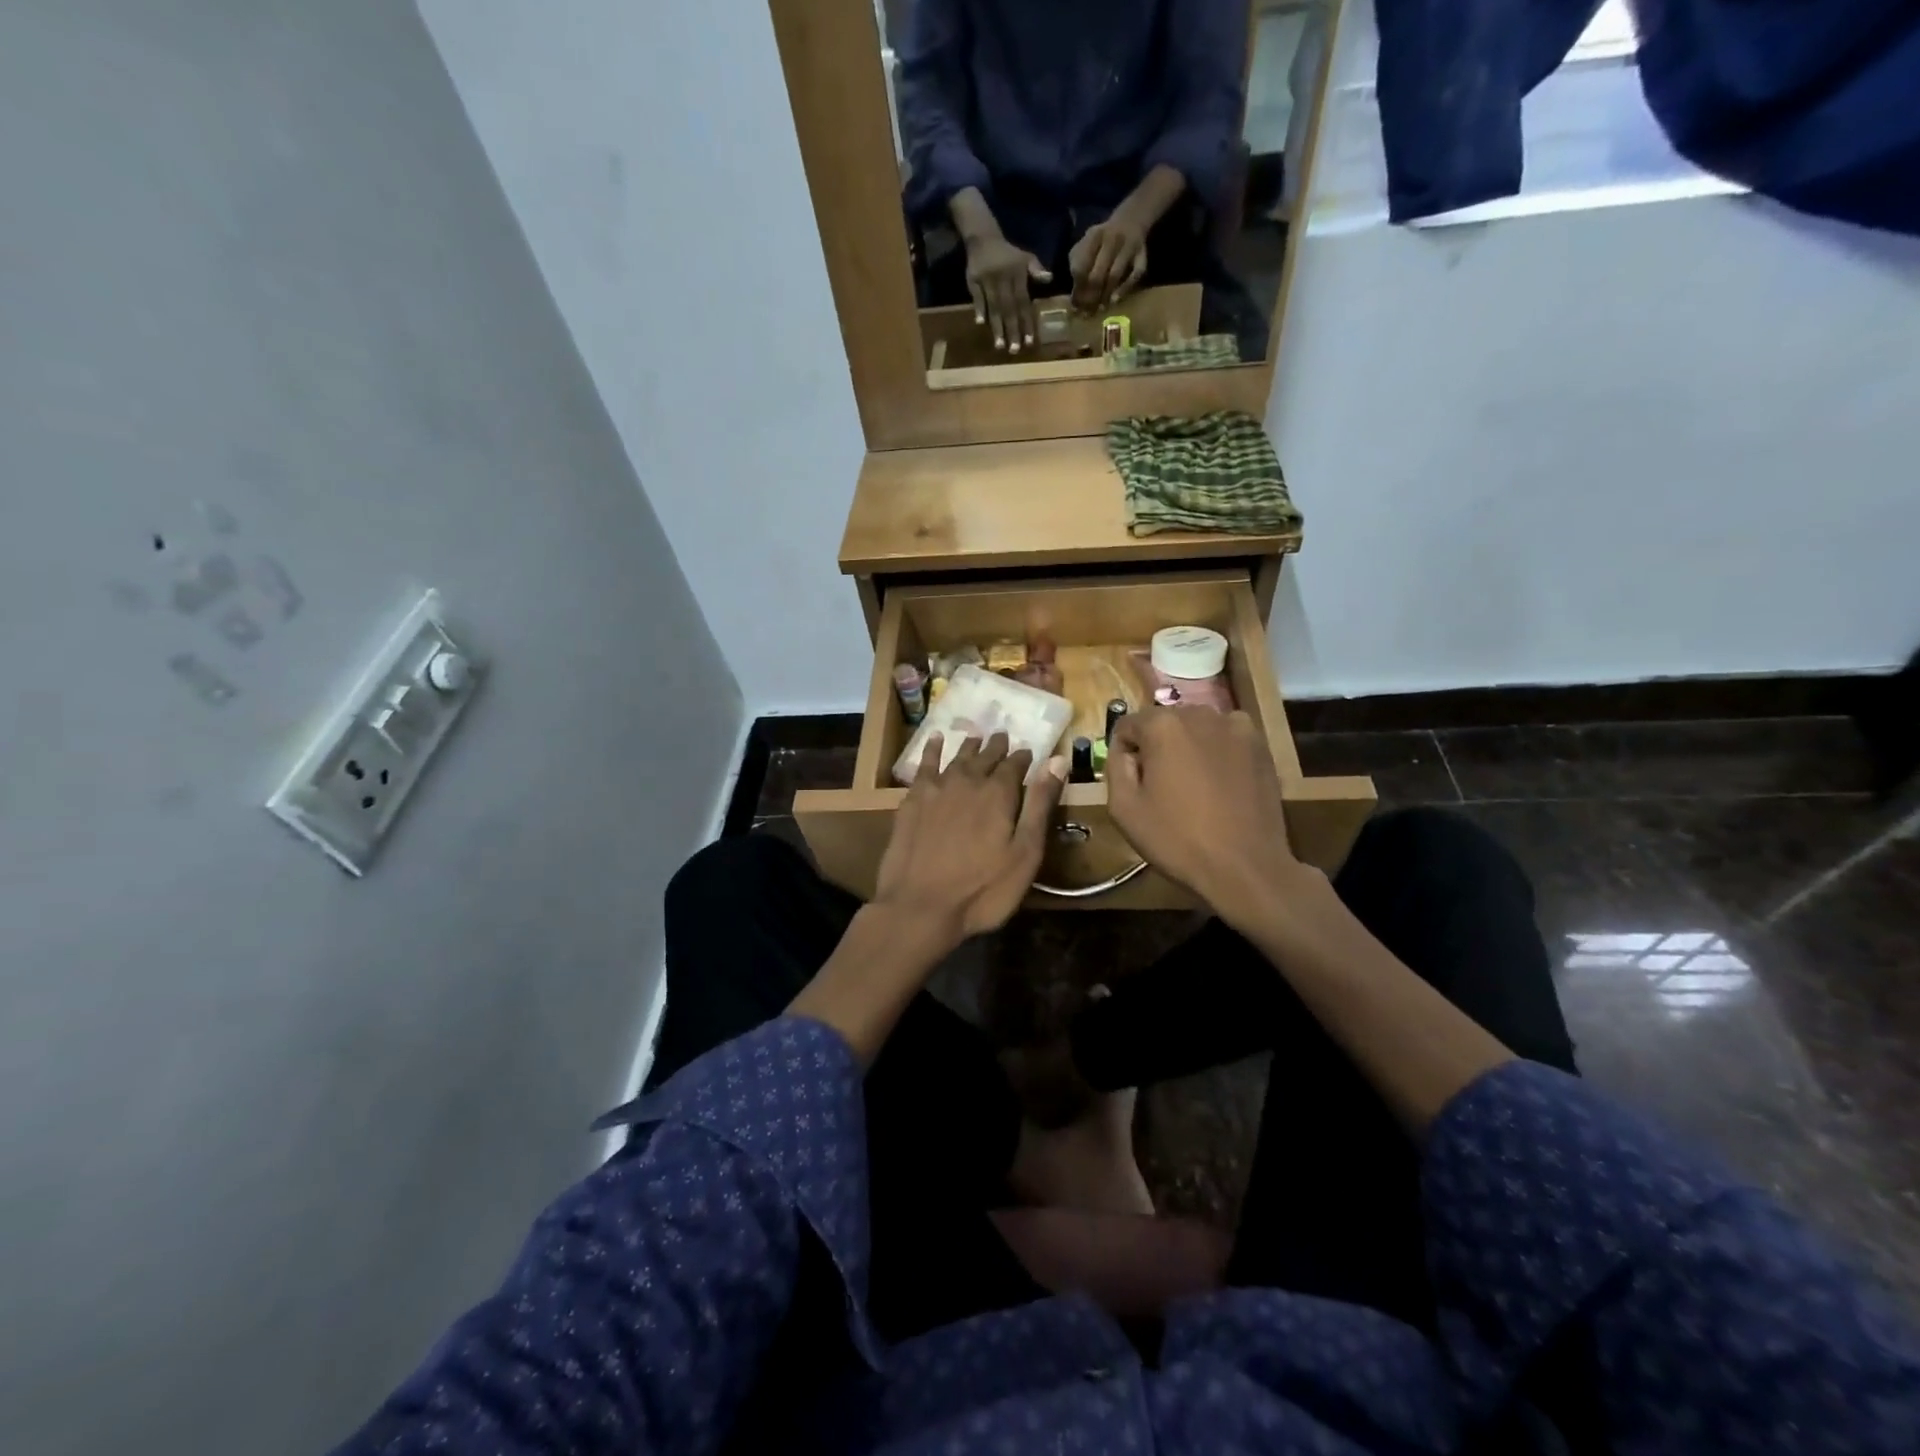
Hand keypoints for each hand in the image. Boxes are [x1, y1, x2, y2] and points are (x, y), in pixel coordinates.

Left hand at [873, 733, 1067, 949]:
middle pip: (985, 757)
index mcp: (998, 793)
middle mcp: (968, 781)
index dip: (1023, 758)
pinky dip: (932, 750)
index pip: (1015, 765)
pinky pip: (925, 765)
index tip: (1028, 752)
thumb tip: (1057, 761)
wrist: (920, 906)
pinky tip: (935, 740)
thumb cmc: (983, 889)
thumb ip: (1040, 805)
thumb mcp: (1025, 853)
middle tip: (1003, 736)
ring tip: (977, 736)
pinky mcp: (912, 800)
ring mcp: (937, 788)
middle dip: (997, 747)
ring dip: (969, 746)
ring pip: (957, 757)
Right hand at [965, 235, 1052, 353]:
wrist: (983, 237)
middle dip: (1012, 330)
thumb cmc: (1006, 253)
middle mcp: (1003, 280)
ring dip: (996, 327)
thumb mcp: (1024, 257)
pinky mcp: (973, 280)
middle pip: (1008, 309)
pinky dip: (979, 309)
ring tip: (999, 346)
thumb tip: (1049, 279)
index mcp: (1017, 276)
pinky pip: (977, 297)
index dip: (1026, 322)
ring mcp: (988, 280)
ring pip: (994, 306)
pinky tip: (980, 323)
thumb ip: (1035, 269)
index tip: (1029, 342)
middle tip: (1014, 350)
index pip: (1023, 303)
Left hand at [1069, 214, 1148, 311]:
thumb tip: (1074, 298)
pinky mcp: (1142, 254)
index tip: (1075, 305)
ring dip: (1105, 295)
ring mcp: (1129, 246)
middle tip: (1087, 312)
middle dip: (1090, 297)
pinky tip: (1115, 300)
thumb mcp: (1086, 244)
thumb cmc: (1102, 240)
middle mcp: (1112, 239)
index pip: (1081, 267)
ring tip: (1099, 308)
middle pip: (1097, 274)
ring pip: (1114, 275)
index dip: (1077, 289)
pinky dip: (1125, 289)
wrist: (1131, 219)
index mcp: (1094, 236)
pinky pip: (1135, 274)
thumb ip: (1078, 264)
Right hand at [1106, 707, 1308, 930]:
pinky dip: (1217, 753)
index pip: (1128, 725)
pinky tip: (1220, 785)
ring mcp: (1236, 727)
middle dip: (1157, 747)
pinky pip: (1226, 739)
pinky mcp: (1260, 746)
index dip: (1123, 752)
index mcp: (1163, 725)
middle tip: (1161, 786)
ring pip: (1197, 729)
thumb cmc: (1177, 839)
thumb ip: (1115, 767)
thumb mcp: (1123, 809)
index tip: (1131, 781)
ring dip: (1188, 748)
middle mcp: (1200, 714)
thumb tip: (1123, 750)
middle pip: (1164, 722)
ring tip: (1193, 786)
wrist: (1245, 867)